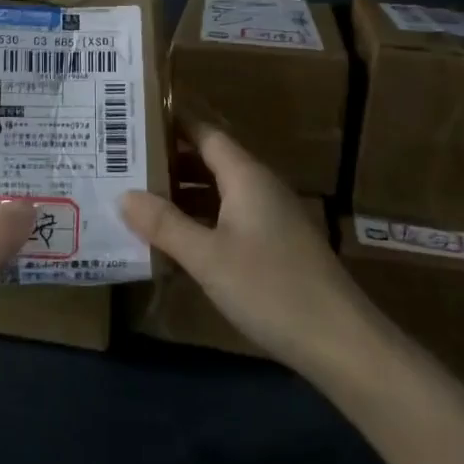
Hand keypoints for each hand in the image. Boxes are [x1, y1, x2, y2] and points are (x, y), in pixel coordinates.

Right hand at [121, 123, 373, 380]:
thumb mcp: (208, 257)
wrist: (340, 342)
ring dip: (183, 193)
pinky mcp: (276, 245)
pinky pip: (230, 216)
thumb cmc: (271, 288)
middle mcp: (260, 187)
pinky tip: (176, 238)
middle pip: (211, 161)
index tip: (133, 120)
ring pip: (219, 192)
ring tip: (139, 197)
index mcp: (247, 176)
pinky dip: (201, 219)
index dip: (172, 125)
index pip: (205, 134)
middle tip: (123, 163)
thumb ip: (165, 224)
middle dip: (170, 161)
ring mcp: (271, 217)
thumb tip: (123, 195)